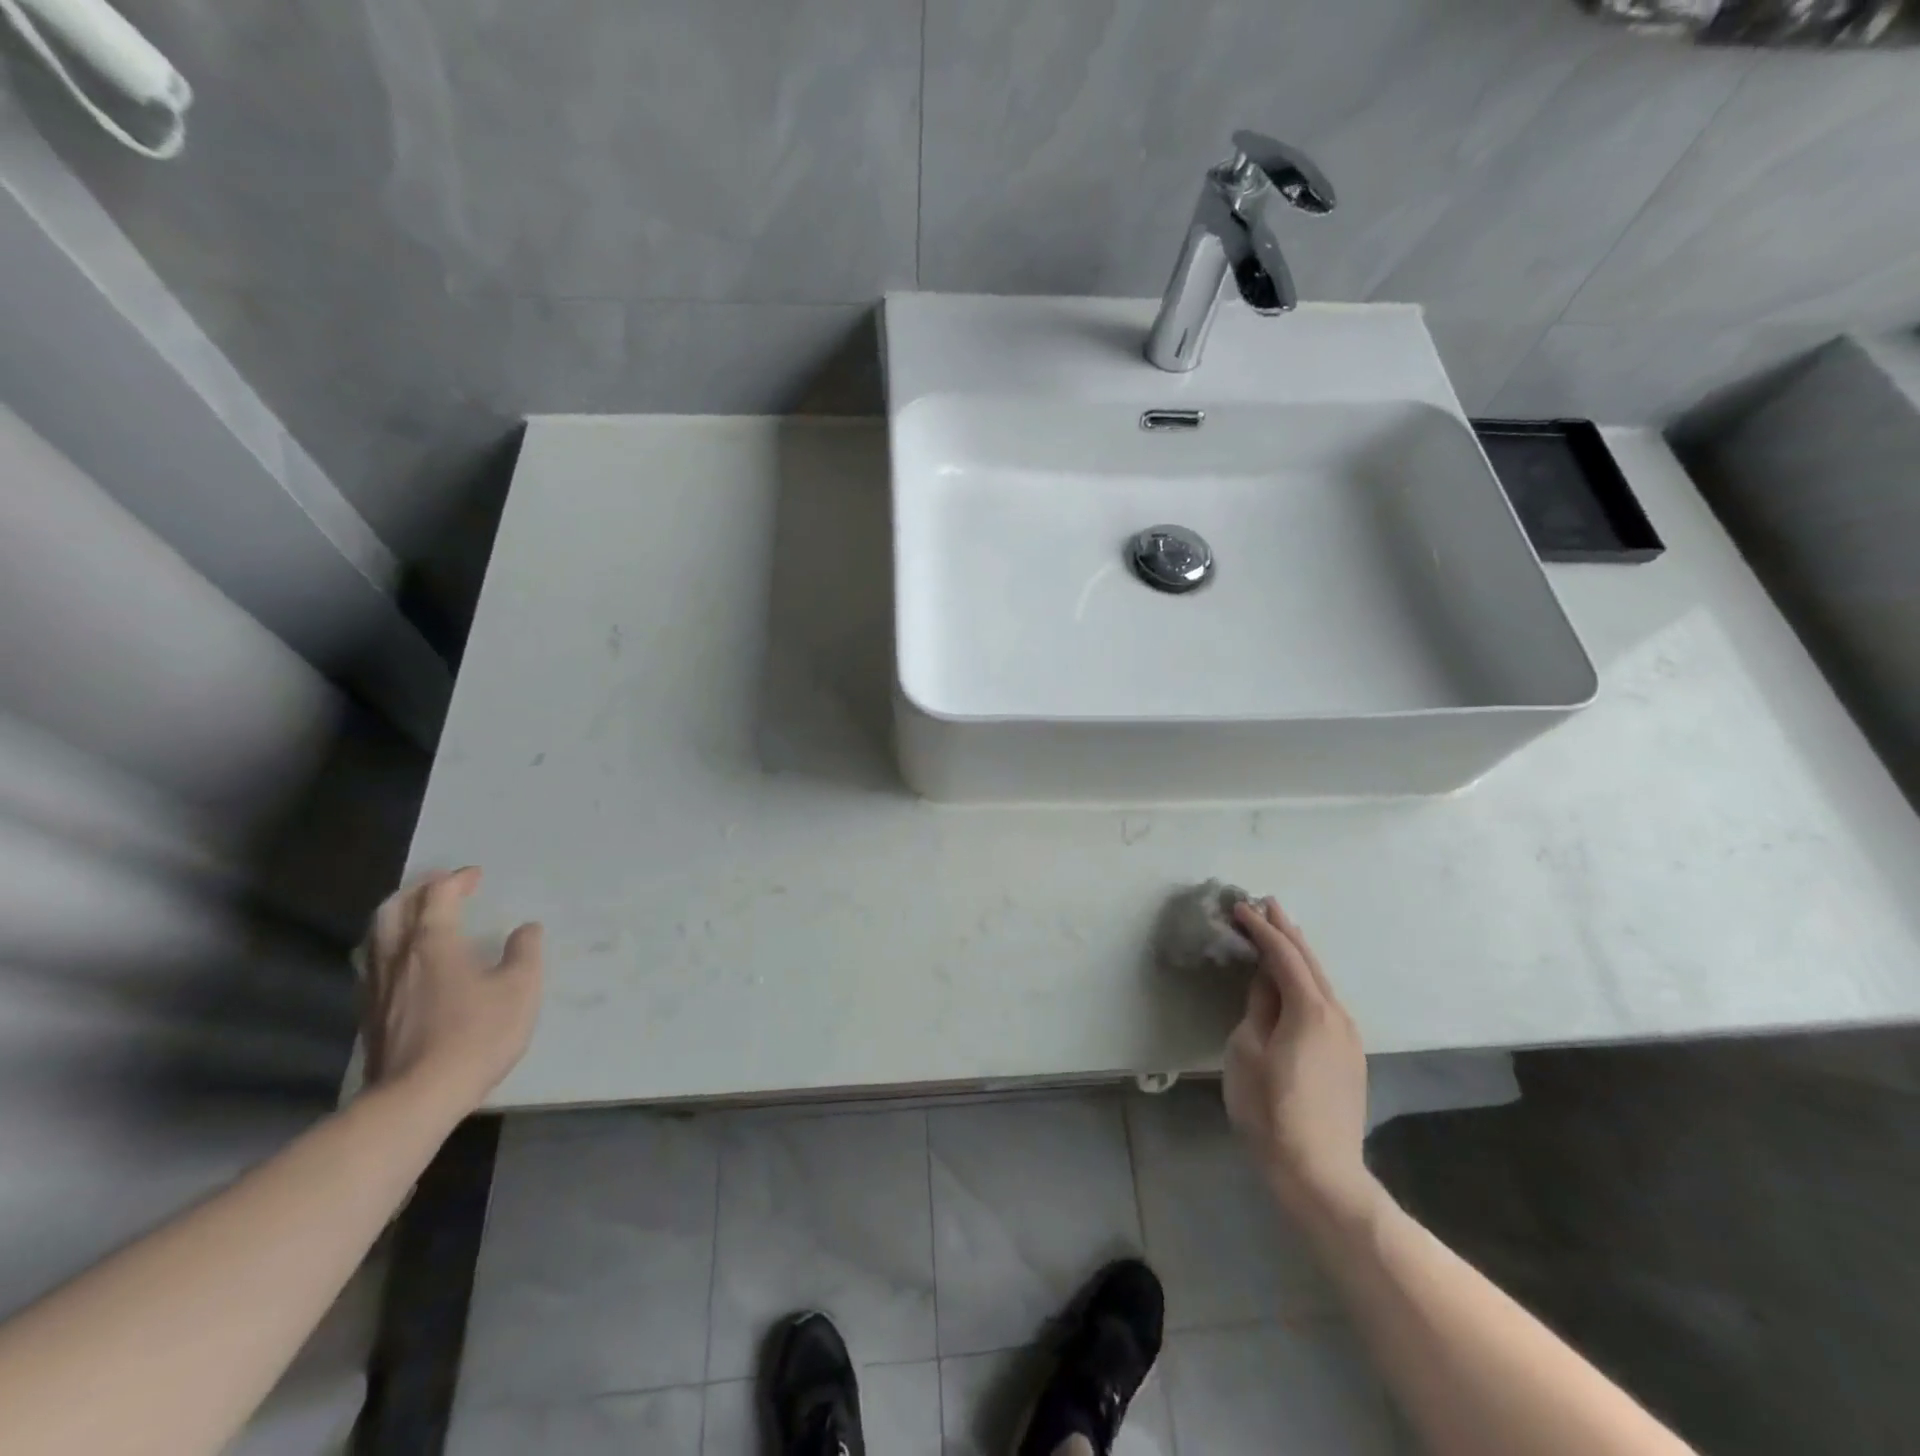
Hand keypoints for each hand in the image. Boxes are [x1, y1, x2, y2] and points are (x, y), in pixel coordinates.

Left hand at [363, 867, 543, 1115]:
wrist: (418, 1096)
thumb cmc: (477, 1034)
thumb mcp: (520, 988)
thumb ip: (524, 952)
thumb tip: (526, 929)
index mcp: (433, 943)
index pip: (438, 896)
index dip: (456, 880)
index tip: (475, 875)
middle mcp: (398, 957)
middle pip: (394, 909)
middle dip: (417, 891)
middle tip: (439, 887)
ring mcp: (377, 987)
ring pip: (376, 937)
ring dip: (397, 917)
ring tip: (417, 917)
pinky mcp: (369, 1015)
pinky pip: (374, 964)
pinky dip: (389, 948)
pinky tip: (404, 963)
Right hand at [1223, 898, 1377, 1225]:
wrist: (1320, 1173)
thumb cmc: (1271, 1109)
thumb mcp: (1247, 1051)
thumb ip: (1258, 1007)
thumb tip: (1265, 982)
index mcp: (1309, 1008)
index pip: (1283, 955)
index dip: (1261, 928)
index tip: (1239, 907)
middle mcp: (1337, 1014)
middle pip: (1310, 962)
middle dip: (1287, 931)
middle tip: (1266, 905)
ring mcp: (1348, 1037)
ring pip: (1321, 982)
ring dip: (1299, 955)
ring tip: (1280, 935)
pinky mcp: (1349, 1057)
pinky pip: (1326, 1003)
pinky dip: (1307, 981)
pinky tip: (1296, 982)